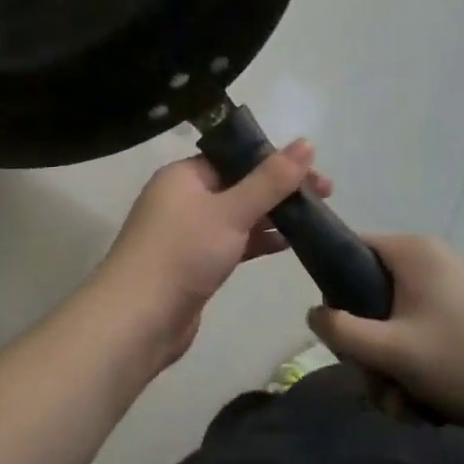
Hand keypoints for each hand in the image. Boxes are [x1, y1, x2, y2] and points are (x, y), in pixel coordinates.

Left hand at [89, 140, 331, 367]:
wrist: (138, 320)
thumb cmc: (183, 253)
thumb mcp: (231, 211)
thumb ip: (270, 180)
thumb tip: (306, 143)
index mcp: (184, 174)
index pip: (234, 156)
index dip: (275, 160)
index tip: (313, 172)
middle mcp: (183, 197)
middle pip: (239, 184)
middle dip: (279, 189)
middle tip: (325, 196)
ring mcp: (187, 232)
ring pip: (237, 214)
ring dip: (271, 215)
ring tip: (315, 219)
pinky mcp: (194, 263)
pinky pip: (232, 241)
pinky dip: (256, 240)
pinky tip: (287, 244)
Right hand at [308, 234, 463, 438]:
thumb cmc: (461, 361)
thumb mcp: (391, 349)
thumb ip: (341, 330)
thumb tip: (313, 313)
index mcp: (410, 250)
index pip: (350, 250)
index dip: (336, 290)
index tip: (342, 333)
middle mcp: (429, 260)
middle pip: (371, 295)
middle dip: (370, 348)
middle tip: (380, 385)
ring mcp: (450, 287)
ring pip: (395, 322)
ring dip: (392, 367)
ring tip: (407, 405)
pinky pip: (421, 333)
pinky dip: (417, 366)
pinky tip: (428, 404)